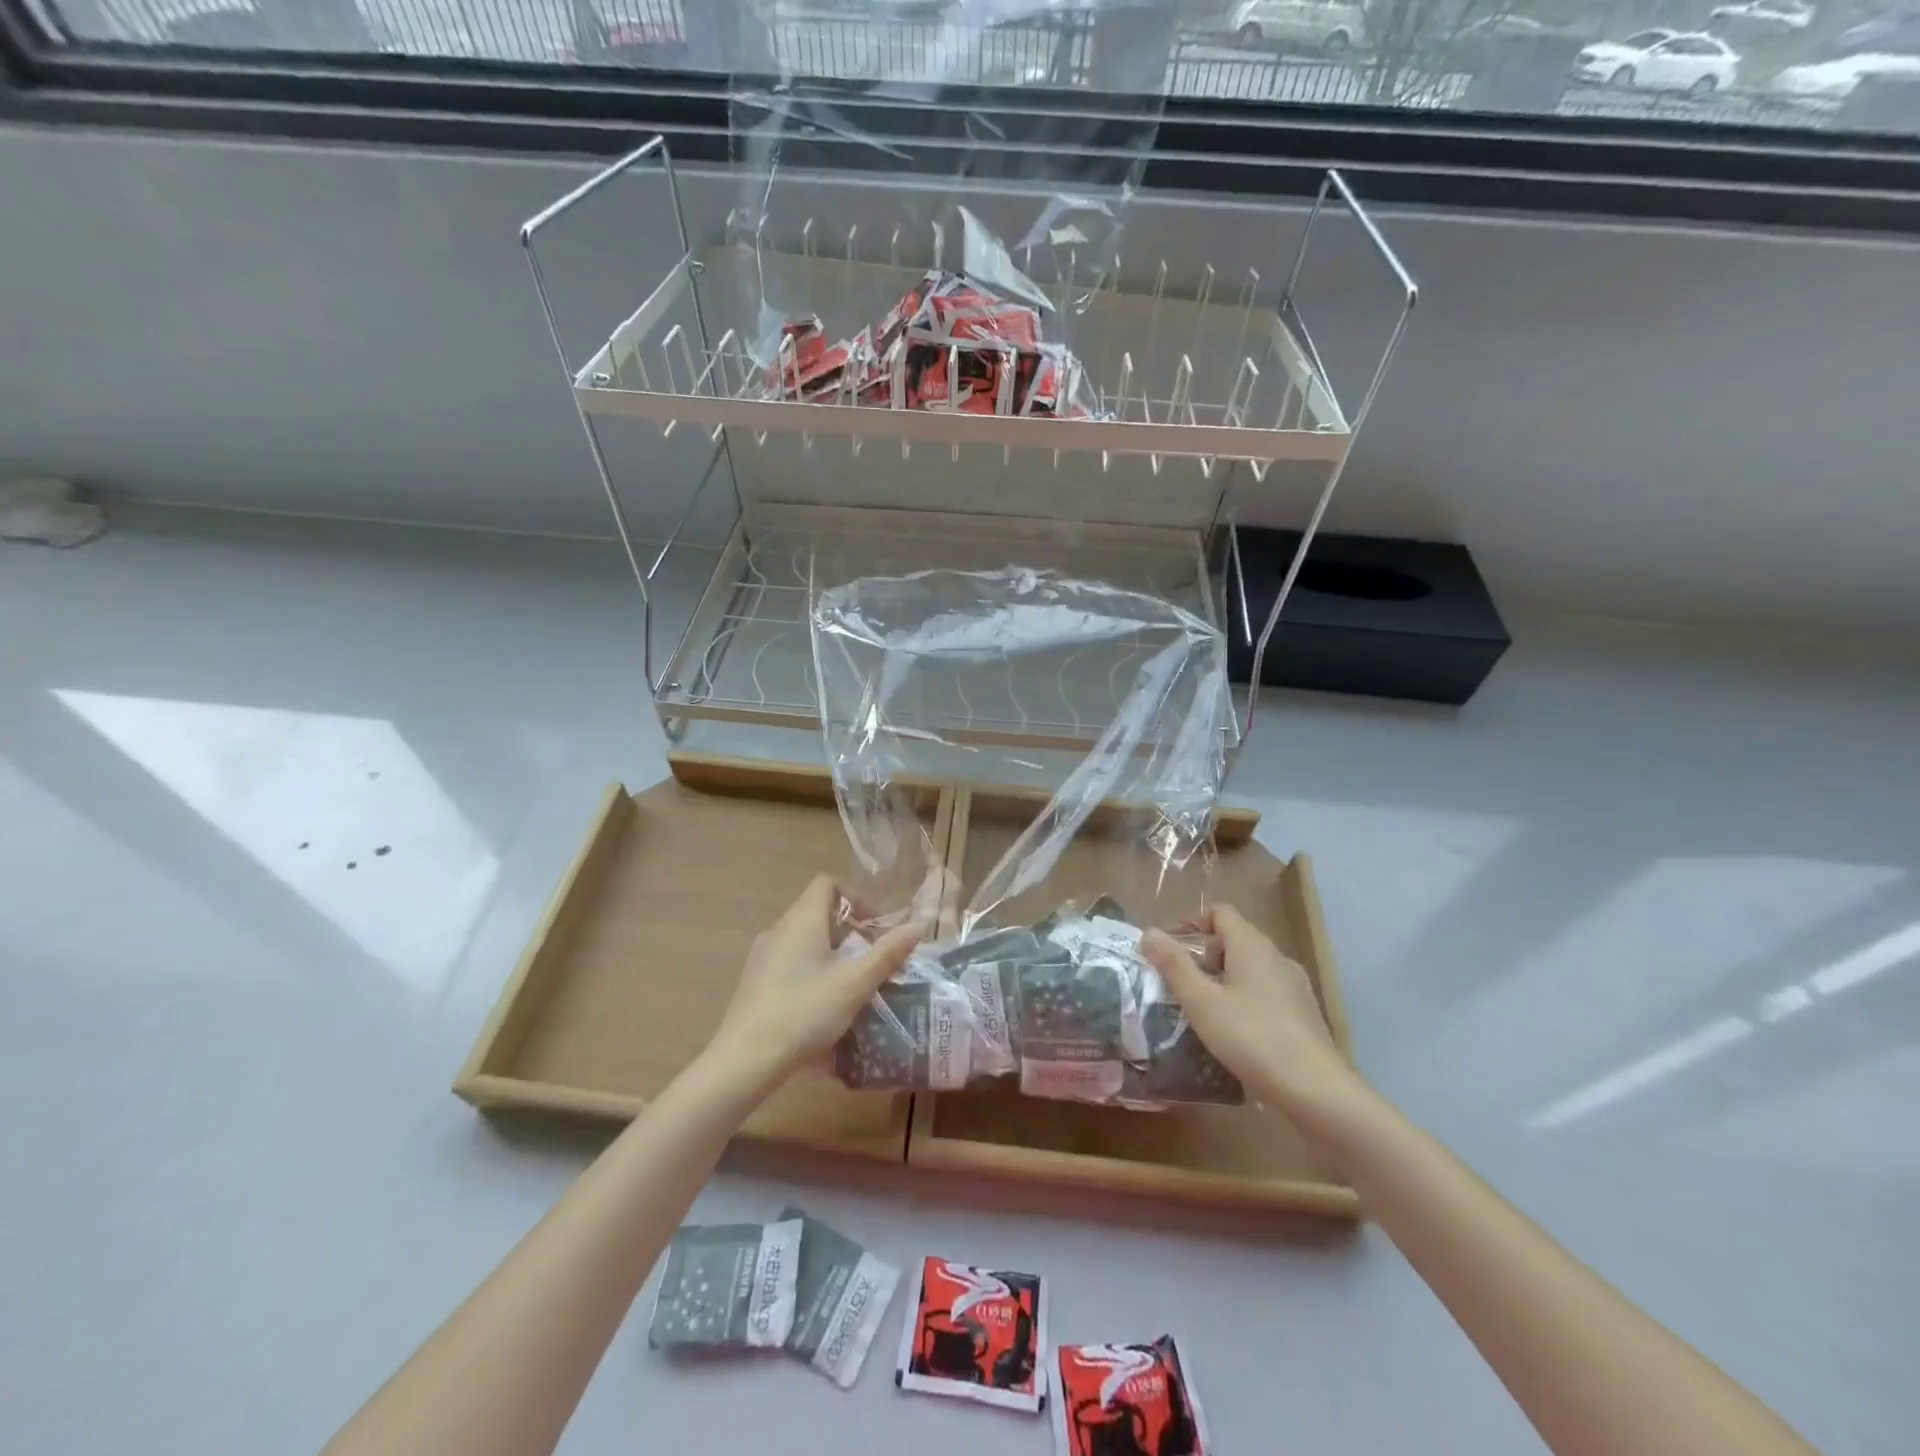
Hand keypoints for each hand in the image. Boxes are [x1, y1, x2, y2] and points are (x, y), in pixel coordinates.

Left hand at [705, 875, 920, 1086]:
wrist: (745, 1059)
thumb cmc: (805, 1011)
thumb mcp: (854, 984)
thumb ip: (887, 954)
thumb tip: (916, 927)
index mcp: (801, 920)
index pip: (828, 884)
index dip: (856, 897)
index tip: (875, 926)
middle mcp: (778, 929)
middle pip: (818, 912)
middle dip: (850, 931)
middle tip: (871, 960)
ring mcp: (762, 956)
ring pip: (804, 940)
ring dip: (832, 954)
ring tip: (852, 985)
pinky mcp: (755, 982)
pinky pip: (790, 962)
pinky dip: (812, 971)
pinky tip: (824, 1006)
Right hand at [1142, 905, 1355, 1114]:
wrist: (1316, 1091)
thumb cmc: (1252, 1038)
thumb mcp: (1201, 1002)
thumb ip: (1174, 965)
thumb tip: (1149, 932)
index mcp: (1252, 945)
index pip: (1220, 912)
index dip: (1191, 923)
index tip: (1168, 948)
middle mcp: (1277, 957)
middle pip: (1233, 939)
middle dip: (1202, 955)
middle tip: (1176, 982)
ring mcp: (1295, 986)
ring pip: (1249, 968)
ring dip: (1221, 979)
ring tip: (1198, 1008)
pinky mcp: (1303, 1014)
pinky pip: (1265, 993)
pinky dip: (1242, 1000)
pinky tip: (1231, 1032)